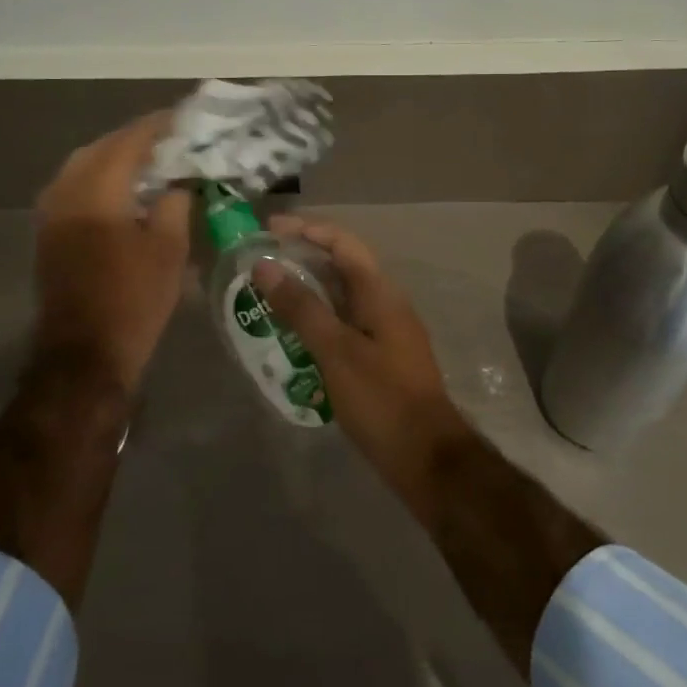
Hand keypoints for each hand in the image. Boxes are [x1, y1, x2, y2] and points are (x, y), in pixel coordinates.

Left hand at [33, 112, 191, 388]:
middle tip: (167, 139)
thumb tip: (178, 184)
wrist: (85, 353)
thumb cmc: (134, 299)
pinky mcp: (48, 233)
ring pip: (81, 166)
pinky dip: (98, 178)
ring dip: (113, 158)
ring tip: (147, 162)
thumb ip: (175, 205)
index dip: (156, 127)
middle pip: (99, 148)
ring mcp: (51, 214)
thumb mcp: (169, 249)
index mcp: (97, 192)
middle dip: (133, 139)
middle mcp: (66, 193)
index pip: (128, 143)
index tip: (181, 117)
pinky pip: (72, 187)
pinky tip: (121, 191)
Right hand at [252, 216, 472, 497]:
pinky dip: (317, 321)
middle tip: (260, 264)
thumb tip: (265, 266)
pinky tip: (291, 337)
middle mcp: (385, 303)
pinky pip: (343, 324)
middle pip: (342, 266)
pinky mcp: (380, 356)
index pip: (342, 243)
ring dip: (307, 292)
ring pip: (341, 297)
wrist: (426, 457)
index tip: (267, 230)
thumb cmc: (381, 399)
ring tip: (267, 297)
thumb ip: (301, 307)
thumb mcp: (336, 351)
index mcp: (380, 292)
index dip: (306, 229)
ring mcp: (385, 331)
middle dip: (302, 259)